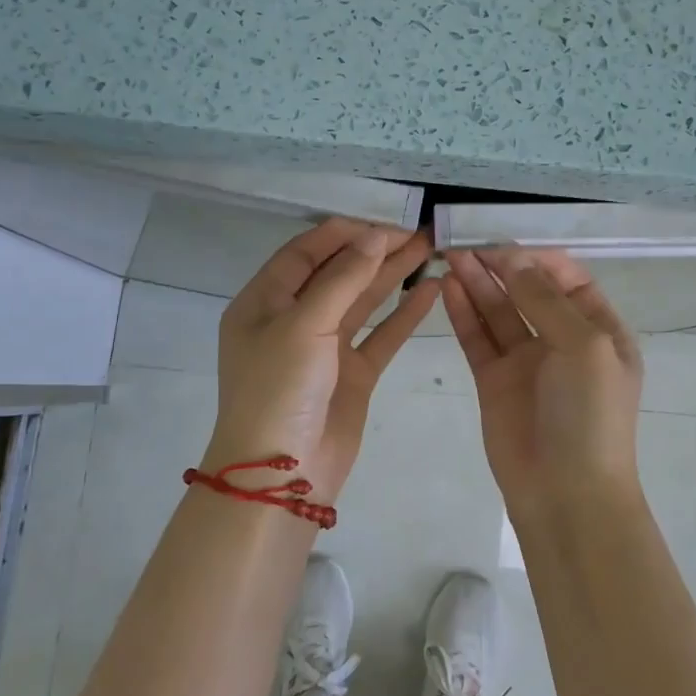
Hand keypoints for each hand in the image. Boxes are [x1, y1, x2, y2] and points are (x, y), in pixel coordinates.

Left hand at [203, 218, 437, 501]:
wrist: (282, 476)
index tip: (385, 219)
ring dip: (393, 276)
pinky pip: (380, 336)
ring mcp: (324, 348)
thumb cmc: (279, 390)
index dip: (344, 233)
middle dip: (376, 251)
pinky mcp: (351, 374)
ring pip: (362, 301)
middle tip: (420, 232)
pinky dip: (404, 314)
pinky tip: (431, 291)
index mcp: (263, 302)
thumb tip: (374, 236)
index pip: (305, 253)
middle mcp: (292, 320)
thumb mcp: (303, 326)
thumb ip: (342, 278)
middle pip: (338, 273)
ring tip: (432, 250)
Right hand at [443, 248, 644, 514]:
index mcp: (600, 330)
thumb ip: (546, 299)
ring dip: (478, 283)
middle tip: (466, 241)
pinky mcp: (494, 381)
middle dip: (501, 265)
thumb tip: (514, 258)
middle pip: (529, 290)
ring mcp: (527, 361)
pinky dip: (464, 312)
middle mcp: (563, 340)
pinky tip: (448, 287)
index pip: (568, 278)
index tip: (504, 241)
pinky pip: (478, 338)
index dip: (537, 257)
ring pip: (499, 311)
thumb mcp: (584, 346)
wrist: (567, 494)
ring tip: (451, 256)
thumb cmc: (590, 415)